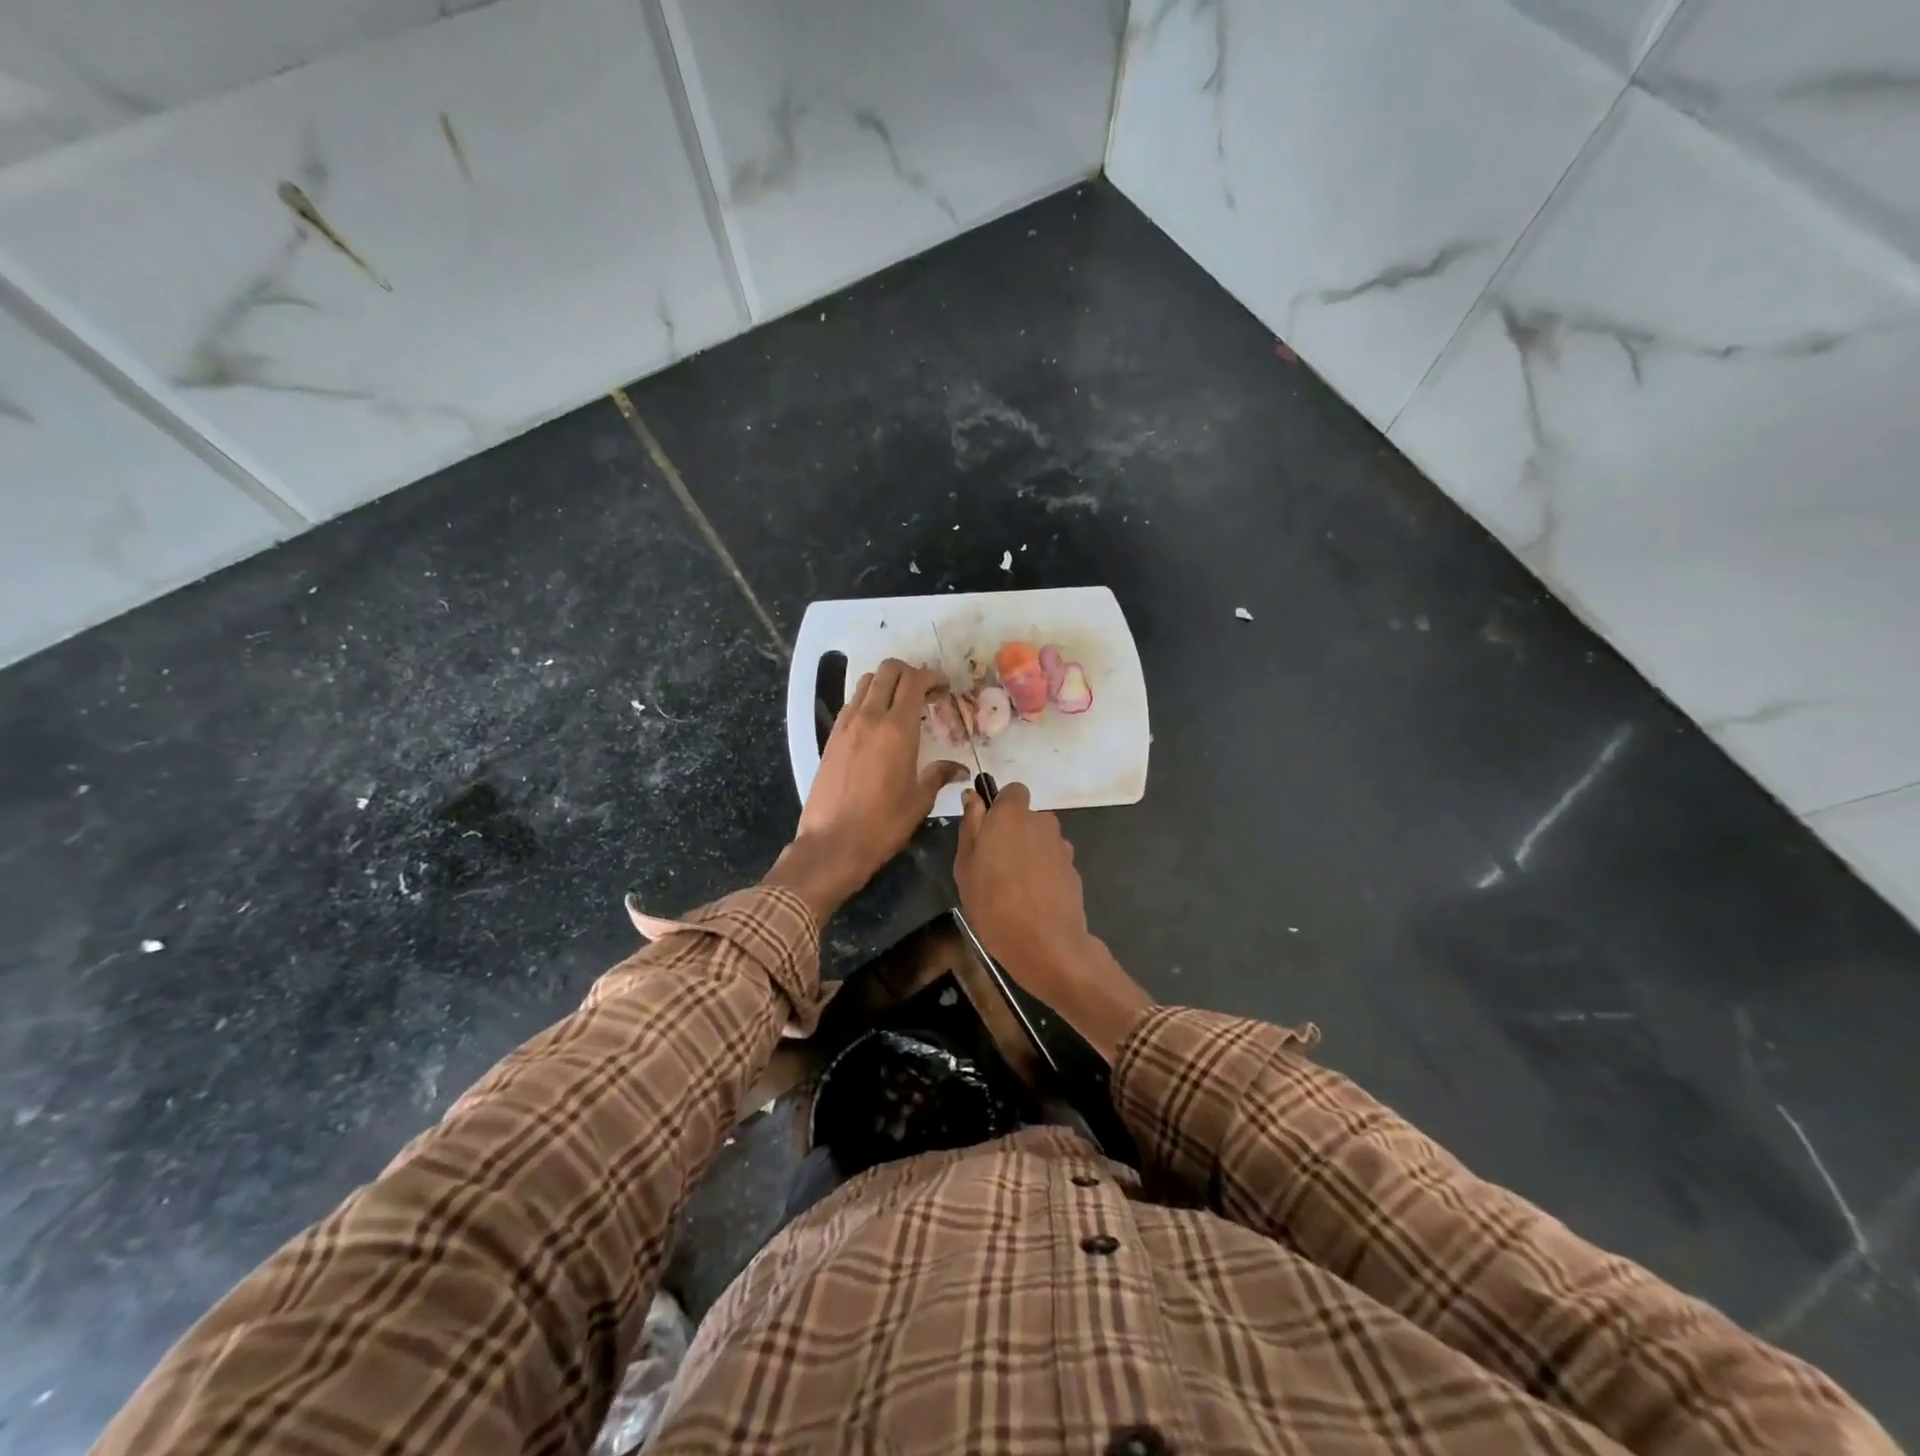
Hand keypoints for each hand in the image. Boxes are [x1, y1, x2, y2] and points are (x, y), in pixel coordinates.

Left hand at [768, 659, 965, 922]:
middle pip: (887, 671)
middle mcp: (869, 718)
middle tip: (924, 691)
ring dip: (886, 683)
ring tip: (901, 704)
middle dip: (909, 672)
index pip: (914, 681)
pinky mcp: (831, 738)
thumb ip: (939, 775)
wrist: (832, 844)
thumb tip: (961, 770)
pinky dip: (868, 701)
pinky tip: (878, 724)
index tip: (944, 688)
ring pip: (866, 683)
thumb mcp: (919, 800)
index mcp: (897, 729)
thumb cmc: (883, 824)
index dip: (932, 677)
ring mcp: (846, 726)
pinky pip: (851, 704)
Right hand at [955, 783, 1152, 1060]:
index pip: (1013, 791)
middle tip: (994, 865)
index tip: (987, 830)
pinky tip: (1033, 902)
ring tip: (1014, 888)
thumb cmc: (993, 903)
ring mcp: (1062, 848)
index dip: (1001, 806)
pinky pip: (1053, 864)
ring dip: (1030, 854)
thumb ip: (971, 825)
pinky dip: (1044, 875)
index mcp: (1013, 814)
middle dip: (1014, 833)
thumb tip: (974, 796)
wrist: (1046, 945)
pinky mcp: (1074, 872)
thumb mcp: (966, 865)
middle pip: (1028, 818)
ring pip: (1041, 841)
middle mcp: (1042, 822)